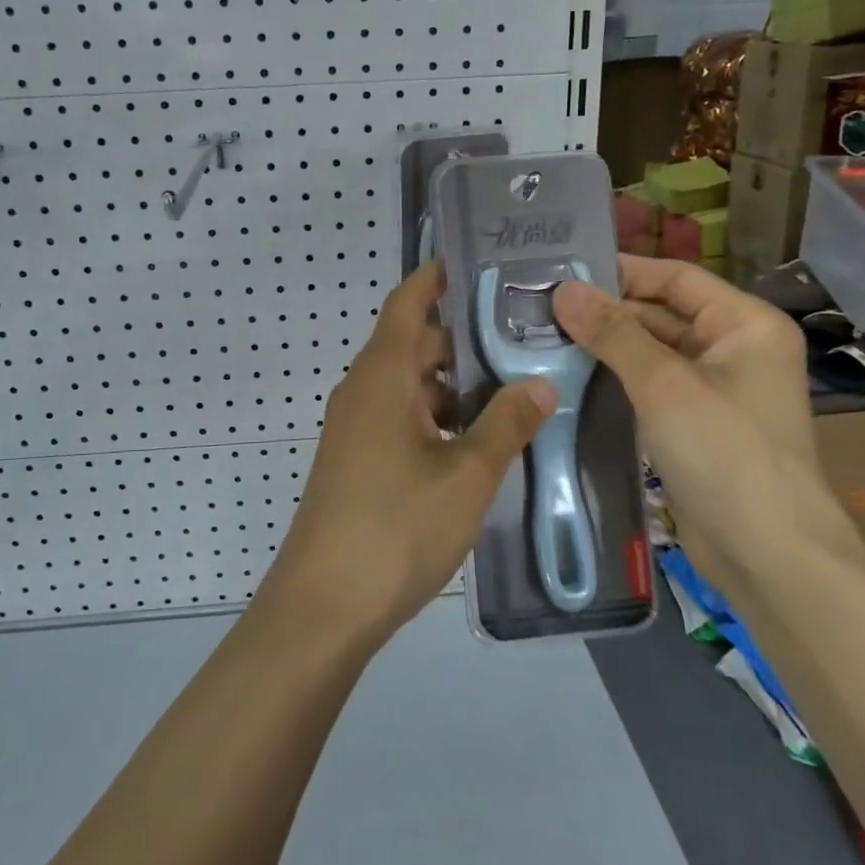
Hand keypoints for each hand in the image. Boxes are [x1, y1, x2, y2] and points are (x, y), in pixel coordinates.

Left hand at [260, 261, 556, 645]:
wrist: (324, 603)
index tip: (478, 262)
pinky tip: (478, 443)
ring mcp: (355, 426)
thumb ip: (506, 424)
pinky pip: (400, 418)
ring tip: (513, 392)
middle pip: (414, 344)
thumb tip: (540, 383)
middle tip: (524, 338)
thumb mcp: (466, 474)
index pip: (408, 302)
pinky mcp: (356, 459)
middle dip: (465, 339)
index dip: (437, 276)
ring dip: (455, 386)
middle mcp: (363, 389)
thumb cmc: (397, 526)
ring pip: (410, 386)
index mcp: (382, 374)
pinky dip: (437, 418)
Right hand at [553, 256, 856, 591]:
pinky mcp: (695, 422)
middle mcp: (734, 348)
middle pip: (662, 312)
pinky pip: (651, 384)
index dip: (622, 270)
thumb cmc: (725, 453)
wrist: (766, 552)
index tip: (563, 269)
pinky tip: (570, 373)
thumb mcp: (664, 384)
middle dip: (607, 310)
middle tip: (541, 306)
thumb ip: (613, 333)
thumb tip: (563, 290)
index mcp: (745, 324)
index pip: (676, 278)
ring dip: (606, 344)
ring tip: (544, 334)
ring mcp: (715, 388)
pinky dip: (616, 376)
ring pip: (652, 350)